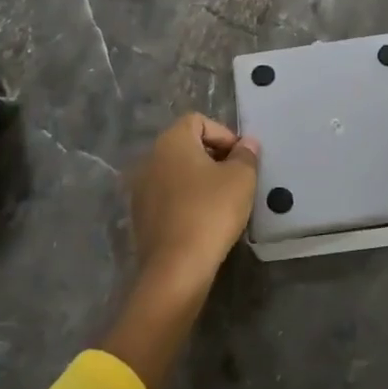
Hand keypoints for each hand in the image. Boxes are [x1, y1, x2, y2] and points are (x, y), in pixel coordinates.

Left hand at [126, 113, 259, 295]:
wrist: (176, 267)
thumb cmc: (211, 211)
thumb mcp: (241, 178)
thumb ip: (246, 155)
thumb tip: (247, 144)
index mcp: (171, 141)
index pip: (198, 121)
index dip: (223, 134)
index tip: (241, 157)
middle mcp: (150, 158)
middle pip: (185, 145)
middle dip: (213, 156)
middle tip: (236, 177)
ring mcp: (141, 189)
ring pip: (176, 172)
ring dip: (199, 179)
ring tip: (222, 200)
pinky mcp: (140, 216)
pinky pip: (168, 196)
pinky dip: (186, 200)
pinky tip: (204, 220)